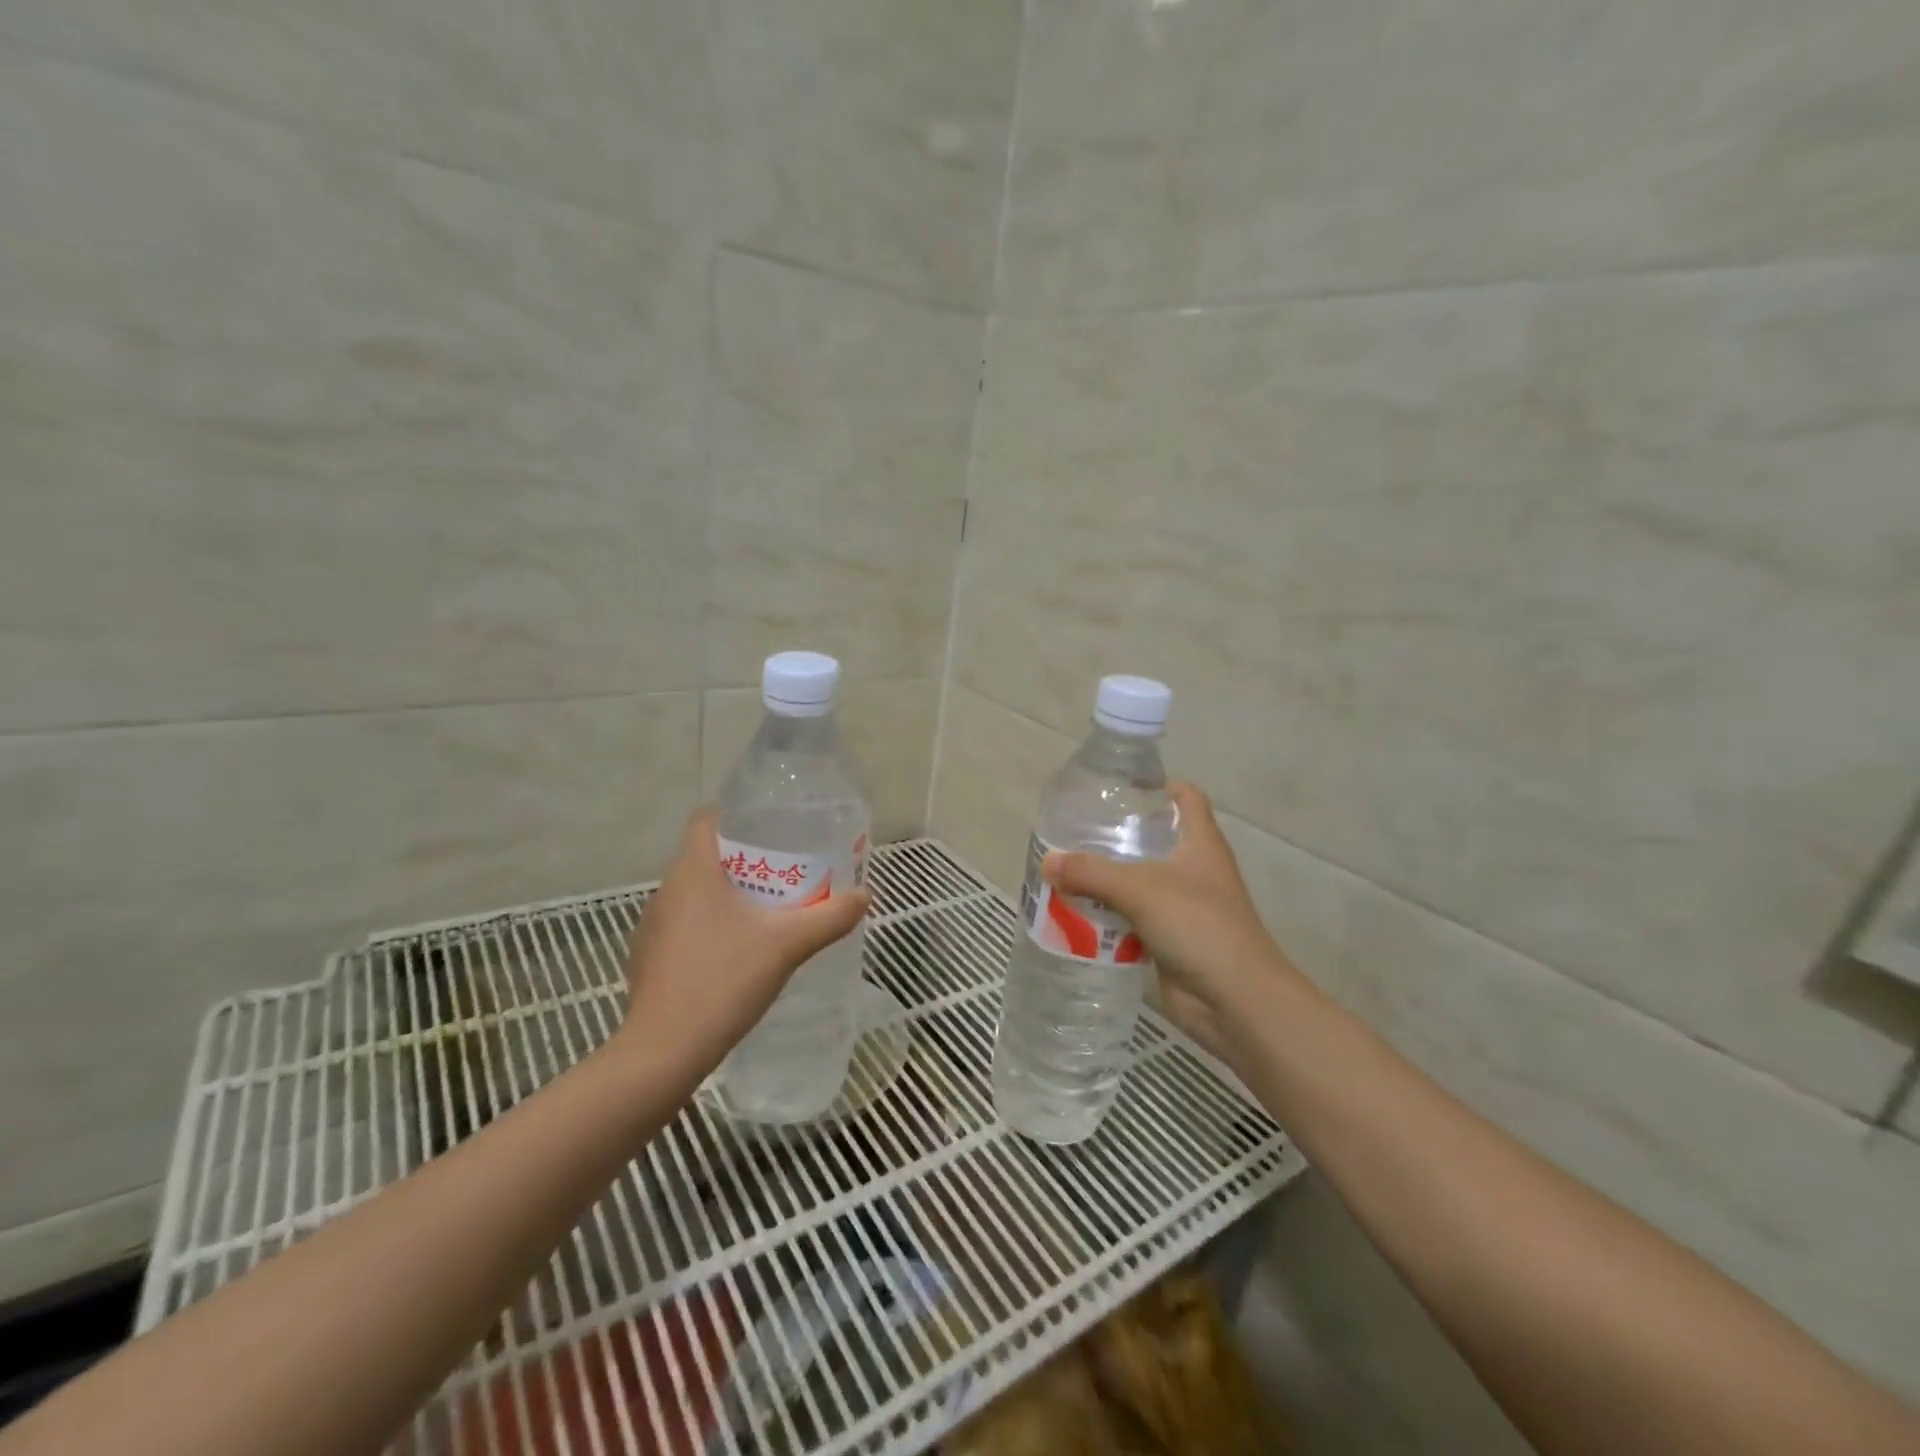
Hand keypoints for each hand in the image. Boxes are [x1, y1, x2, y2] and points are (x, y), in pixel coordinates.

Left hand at [617, 807, 870, 1078]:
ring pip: (695, 894)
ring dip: (728, 896)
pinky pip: (684, 926)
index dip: (737, 816)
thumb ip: (829, 917)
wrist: (664, 1052)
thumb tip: (864, 896)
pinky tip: (737, 954)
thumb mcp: (788, 945)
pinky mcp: (649, 959)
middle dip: (746, 861)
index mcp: (693, 872)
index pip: (706, 819)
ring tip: (767, 913)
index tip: (771, 828)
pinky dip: (710, 927)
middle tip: (786, 874)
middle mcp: (666, 891)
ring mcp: (652, 927)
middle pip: (706, 857)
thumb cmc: (724, 980)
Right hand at [1043, 783, 1305, 1058]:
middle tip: (1076, 830)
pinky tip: (1077, 913)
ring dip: (1107, 878)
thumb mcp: (1140, 889)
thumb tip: (1048, 861)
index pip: (1186, 797)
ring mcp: (1183, 906)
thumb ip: (1091, 872)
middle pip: (1156, 839)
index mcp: (1201, 843)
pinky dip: (1109, 915)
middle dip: (1117, 835)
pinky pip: (1133, 918)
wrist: (1235, 1000)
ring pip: (1140, 881)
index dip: (1158, 785)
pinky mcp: (1170, 939)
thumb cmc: (1197, 925)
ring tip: (1066, 869)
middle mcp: (1194, 869)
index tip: (1119, 787)